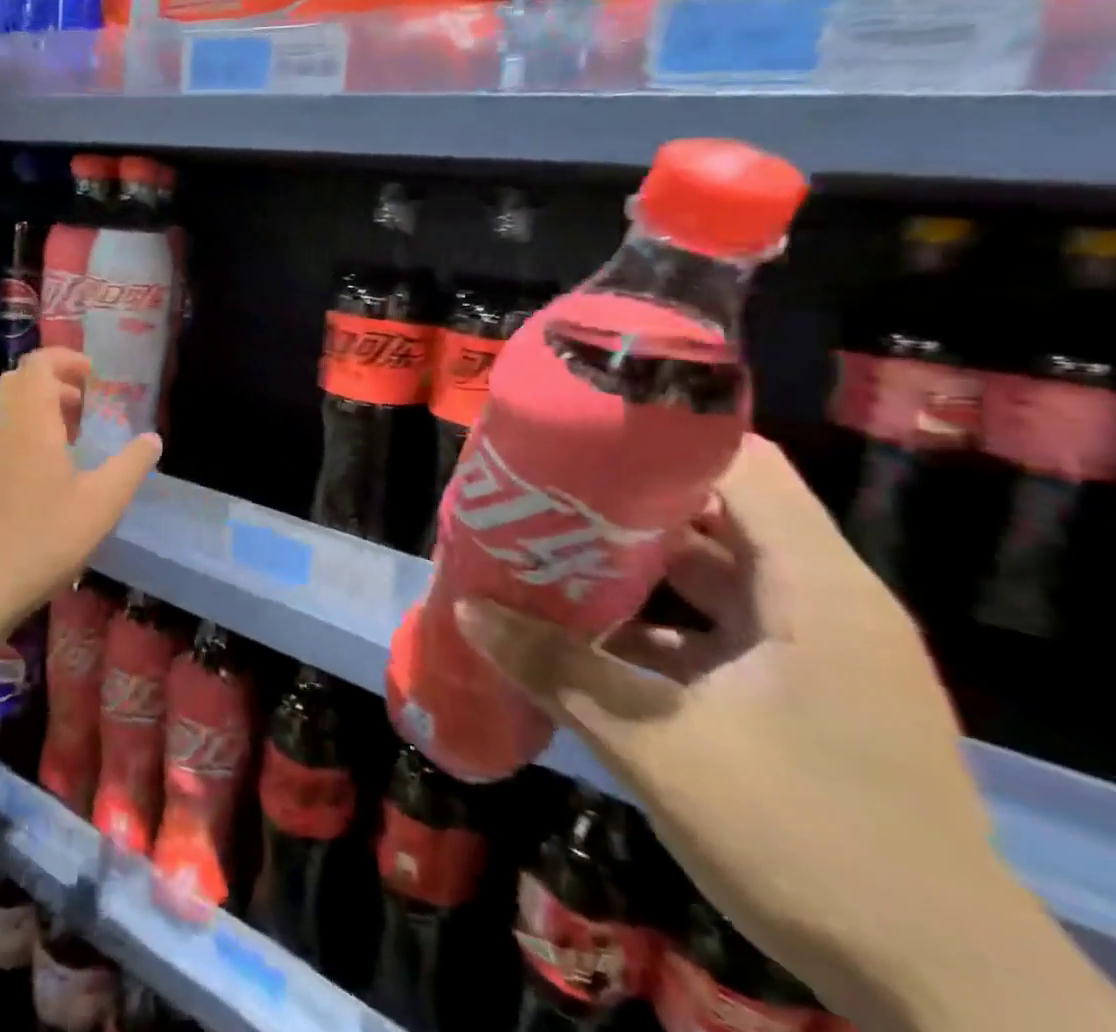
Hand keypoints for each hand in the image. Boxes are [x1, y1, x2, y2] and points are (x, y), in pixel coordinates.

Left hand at [0, 348, 161, 614]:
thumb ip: (130, 466)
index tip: (94, 377)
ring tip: (72, 438)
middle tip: (85, 404)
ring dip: (39, 409)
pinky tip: (46, 472)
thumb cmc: (42, 537)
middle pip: (20, 380)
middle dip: (54, 382)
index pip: (39, 363)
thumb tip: (152, 438)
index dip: (67, 360)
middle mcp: (1, 425)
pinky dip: (24, 432)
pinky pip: (0, 434)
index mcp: (30, 419)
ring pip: (7, 408)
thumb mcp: (101, 504)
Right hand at [464, 435, 1007, 1025]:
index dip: (661, 438)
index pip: (742, 465)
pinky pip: (720, 624)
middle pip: (716, 512)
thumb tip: (467, 608)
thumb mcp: (659, 748)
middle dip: (625, 500)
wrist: (945, 994)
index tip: (581, 436)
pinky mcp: (804, 689)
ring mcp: (816, 648)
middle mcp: (822, 601)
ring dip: (634, 562)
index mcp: (814, 589)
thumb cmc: (808, 842)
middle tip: (544, 491)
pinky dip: (658, 618)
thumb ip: (557, 668)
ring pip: (713, 570)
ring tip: (550, 547)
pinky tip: (589, 630)